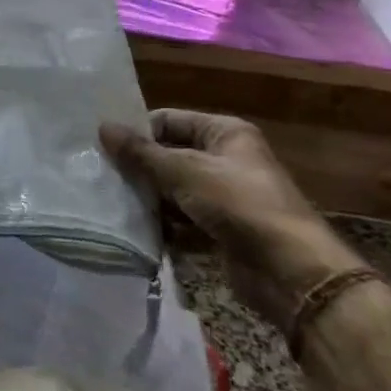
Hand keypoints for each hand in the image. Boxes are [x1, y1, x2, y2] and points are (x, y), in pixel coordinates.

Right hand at [101, 108, 364, 327]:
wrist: (289, 270)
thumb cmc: (238, 204)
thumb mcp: (183, 171)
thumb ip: (140, 152)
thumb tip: (102, 126)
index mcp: (225, 133)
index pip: (169, 120)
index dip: (138, 131)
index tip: (104, 147)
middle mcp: (226, 159)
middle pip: (169, 155)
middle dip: (139, 168)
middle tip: (101, 176)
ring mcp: (224, 195)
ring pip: (173, 189)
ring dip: (148, 198)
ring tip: (112, 204)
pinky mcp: (220, 228)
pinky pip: (182, 219)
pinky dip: (163, 225)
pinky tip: (136, 230)